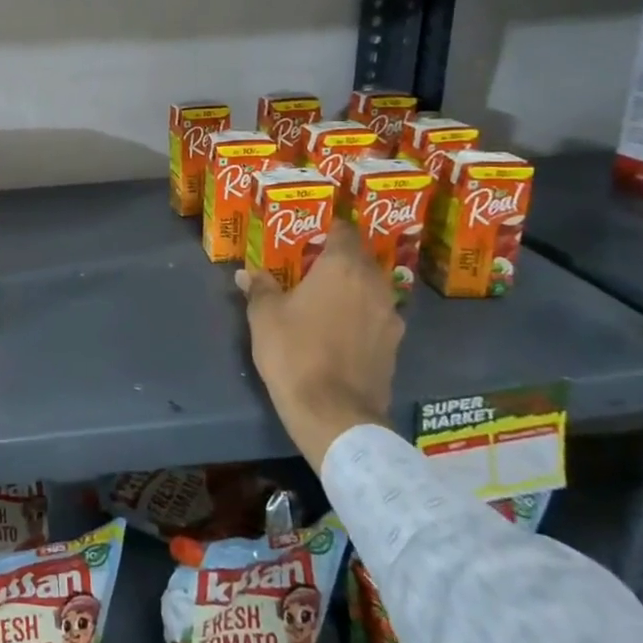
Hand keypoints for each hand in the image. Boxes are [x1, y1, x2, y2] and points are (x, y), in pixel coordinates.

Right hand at [235, 221, 401, 465]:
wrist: (334, 413)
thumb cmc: (295, 352)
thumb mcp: (264, 316)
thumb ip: (260, 288)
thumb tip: (247, 273)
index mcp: (343, 267)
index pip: (344, 231)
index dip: (328, 229)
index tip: (310, 234)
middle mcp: (374, 285)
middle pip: (360, 260)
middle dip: (339, 260)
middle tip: (311, 267)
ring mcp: (390, 317)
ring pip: (371, 290)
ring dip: (352, 290)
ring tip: (326, 300)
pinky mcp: (395, 347)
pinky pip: (377, 318)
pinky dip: (361, 317)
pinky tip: (339, 331)